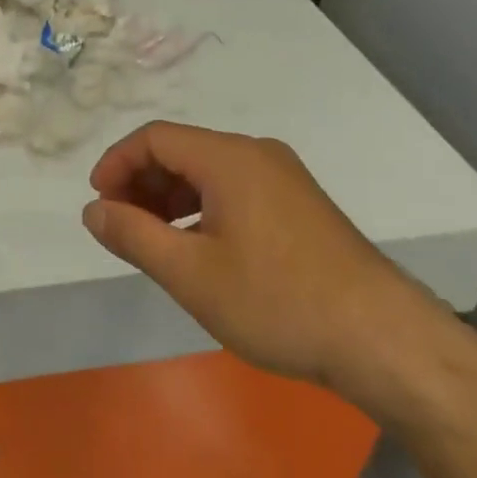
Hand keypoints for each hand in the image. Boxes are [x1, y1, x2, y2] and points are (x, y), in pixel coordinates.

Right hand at [83, 121, 441, 408]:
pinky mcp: (300, 205)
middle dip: (141, 183)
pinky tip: (198, 249)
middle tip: (120, 227)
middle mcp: (257, 154)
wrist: (382, 340)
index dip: (117, 163)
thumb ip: (133, 235)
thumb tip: (93, 210)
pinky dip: (202, 208)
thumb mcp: (191, 273)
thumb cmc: (277, 301)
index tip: (99, 204)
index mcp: (229, 157)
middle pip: (181, 151)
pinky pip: (234, 190)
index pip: (154, 137)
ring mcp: (283, 178)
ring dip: (170, 197)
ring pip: (208, 172)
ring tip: (153, 242)